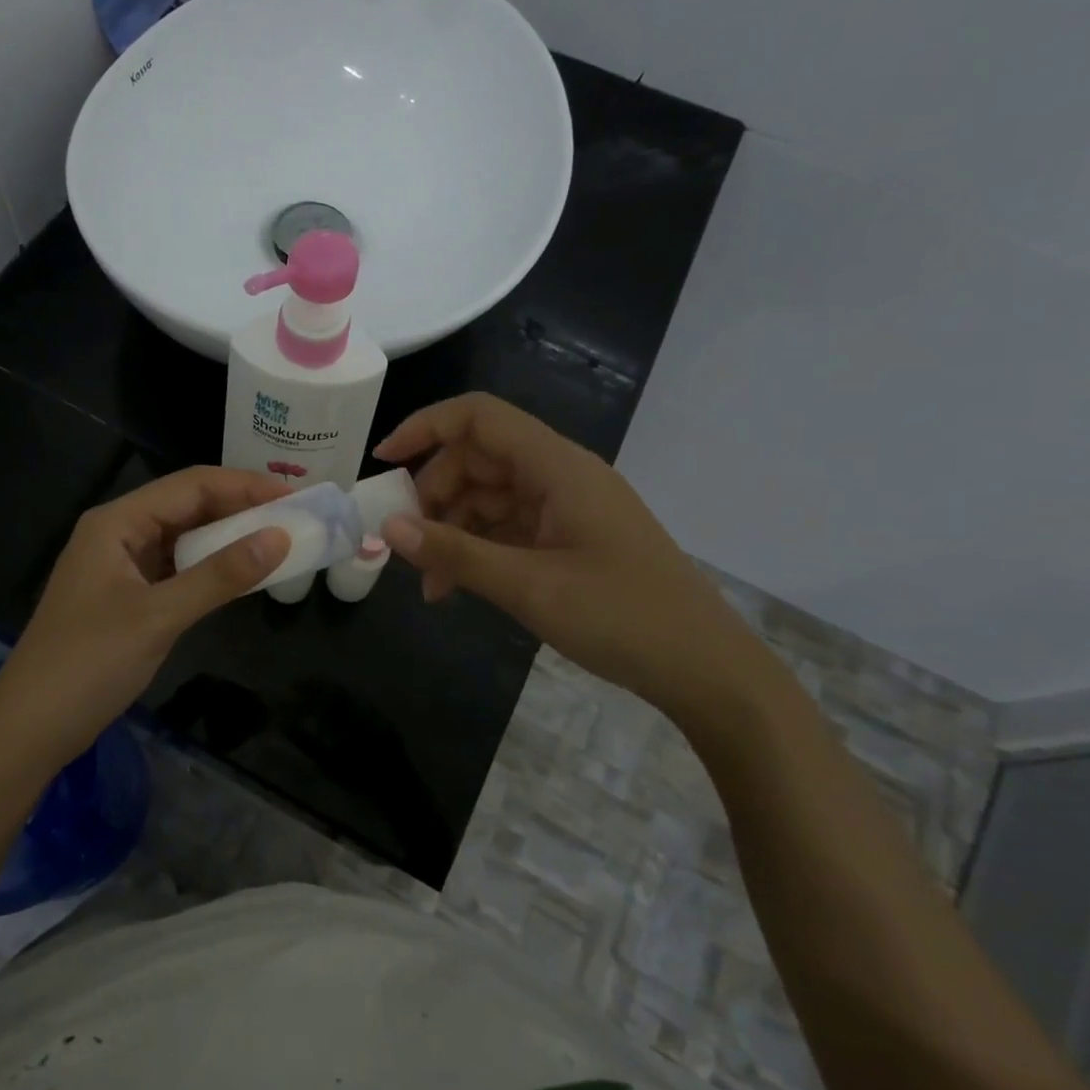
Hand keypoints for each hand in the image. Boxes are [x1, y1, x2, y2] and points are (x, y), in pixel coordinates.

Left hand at [0, 467, 290, 771]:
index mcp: (117, 522)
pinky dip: (210, 568)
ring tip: (278, 540)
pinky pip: (177, 568)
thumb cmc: (87, 664)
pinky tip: (241, 574)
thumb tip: (280, 538)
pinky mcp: (127, 596)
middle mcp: (118, 533)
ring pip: (184, 538)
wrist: (29, 730)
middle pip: (188, 506)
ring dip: (228, 538)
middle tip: (296, 517)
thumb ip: (220, 576)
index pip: (191, 486)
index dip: (245, 486)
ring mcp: (121, 565)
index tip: (295, 496)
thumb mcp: (159, 616)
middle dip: (240, 508)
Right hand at [374, 393, 782, 735]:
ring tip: (428, 583)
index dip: (425, 428)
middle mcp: (559, 476)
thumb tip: (389, 528)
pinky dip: (476, 551)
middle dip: (434, 495)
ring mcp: (565, 509)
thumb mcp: (529, 587)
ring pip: (488, 497)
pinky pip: (507, 529)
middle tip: (405, 542)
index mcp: (557, 467)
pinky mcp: (568, 540)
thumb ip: (455, 553)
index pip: (479, 418)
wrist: (706, 671)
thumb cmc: (623, 618)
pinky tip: (454, 588)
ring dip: (452, 530)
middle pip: (477, 459)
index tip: (382, 463)